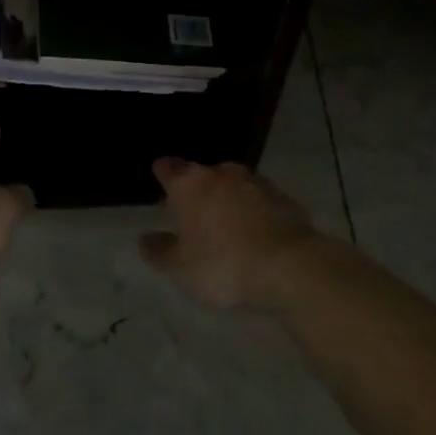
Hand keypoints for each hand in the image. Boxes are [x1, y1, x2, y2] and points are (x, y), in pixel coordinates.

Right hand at [140, 158, 322, 310]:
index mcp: (189, 184)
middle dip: (197, 188)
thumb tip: (145, 239)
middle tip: (193, 211)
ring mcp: (255, 182)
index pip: (168, 167)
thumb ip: (160, 251)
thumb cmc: (223, 264)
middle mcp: (220, 173)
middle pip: (202, 174)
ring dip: (228, 198)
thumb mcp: (181, 267)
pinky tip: (256, 233)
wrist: (290, 266)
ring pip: (233, 184)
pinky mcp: (284, 198)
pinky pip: (260, 200)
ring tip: (226, 223)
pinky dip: (254, 211)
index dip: (163, 172)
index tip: (160, 177)